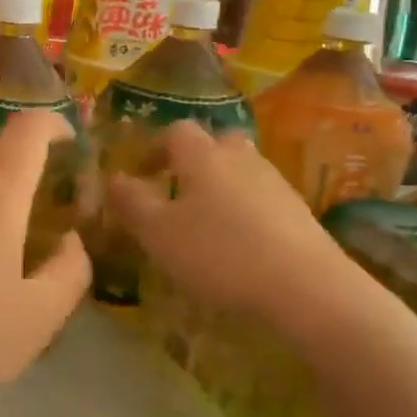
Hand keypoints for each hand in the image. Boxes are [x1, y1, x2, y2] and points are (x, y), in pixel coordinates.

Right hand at [106, 122, 358, 323]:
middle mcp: (241, 158)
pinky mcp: (298, 210)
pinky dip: (245, 210)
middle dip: (193, 162)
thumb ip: (132, 203)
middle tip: (177, 192)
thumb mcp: (159, 233)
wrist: (303, 284)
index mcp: (203, 156)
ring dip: (220, 186)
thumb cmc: (218, 253)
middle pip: (215, 144)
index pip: (176, 131)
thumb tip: (114, 178)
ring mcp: (275, 182)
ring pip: (241, 170)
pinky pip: (262, 198)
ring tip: (206, 222)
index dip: (155, 147)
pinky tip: (240, 243)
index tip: (142, 173)